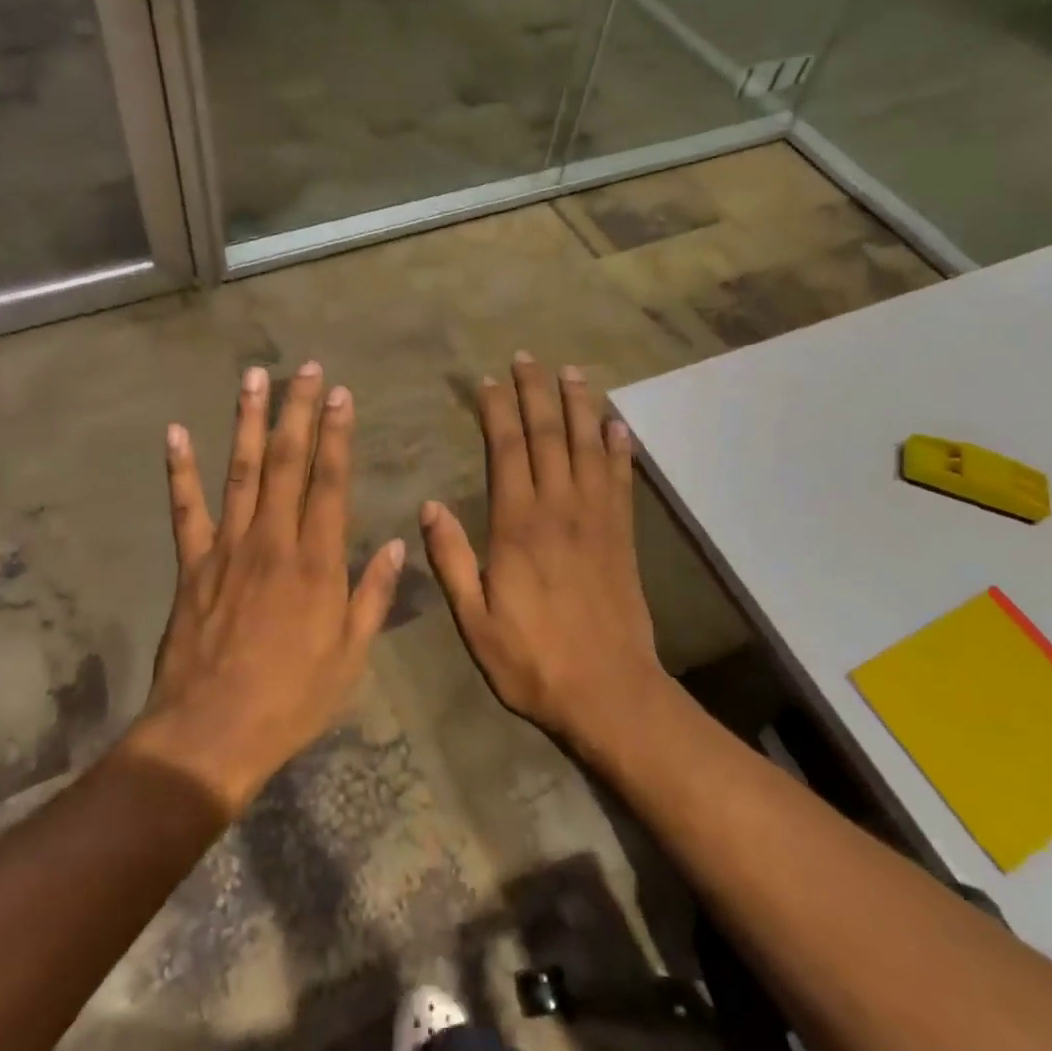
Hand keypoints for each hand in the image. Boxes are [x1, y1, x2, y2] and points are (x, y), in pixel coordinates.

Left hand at [141, 362, 405, 806]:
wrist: (211, 733)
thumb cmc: (292, 698)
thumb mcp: (351, 656)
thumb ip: (374, 596)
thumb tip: (398, 545)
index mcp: (317, 562)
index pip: (331, 482)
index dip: (338, 435)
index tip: (342, 395)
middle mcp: (272, 541)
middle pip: (287, 463)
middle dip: (298, 411)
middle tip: (305, 369)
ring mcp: (226, 548)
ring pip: (240, 471)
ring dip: (247, 421)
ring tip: (253, 377)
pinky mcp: (191, 565)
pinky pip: (185, 509)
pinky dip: (180, 470)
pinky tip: (175, 433)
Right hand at [420, 353, 663, 745]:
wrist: (608, 692)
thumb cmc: (531, 660)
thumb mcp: (473, 620)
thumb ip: (450, 560)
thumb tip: (428, 505)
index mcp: (517, 526)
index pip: (506, 451)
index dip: (497, 411)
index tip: (488, 382)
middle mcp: (559, 509)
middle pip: (547, 436)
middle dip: (536, 393)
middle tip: (527, 358)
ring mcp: (597, 520)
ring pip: (587, 447)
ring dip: (578, 406)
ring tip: (570, 372)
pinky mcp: (623, 536)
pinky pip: (621, 480)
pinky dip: (618, 449)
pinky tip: (616, 425)